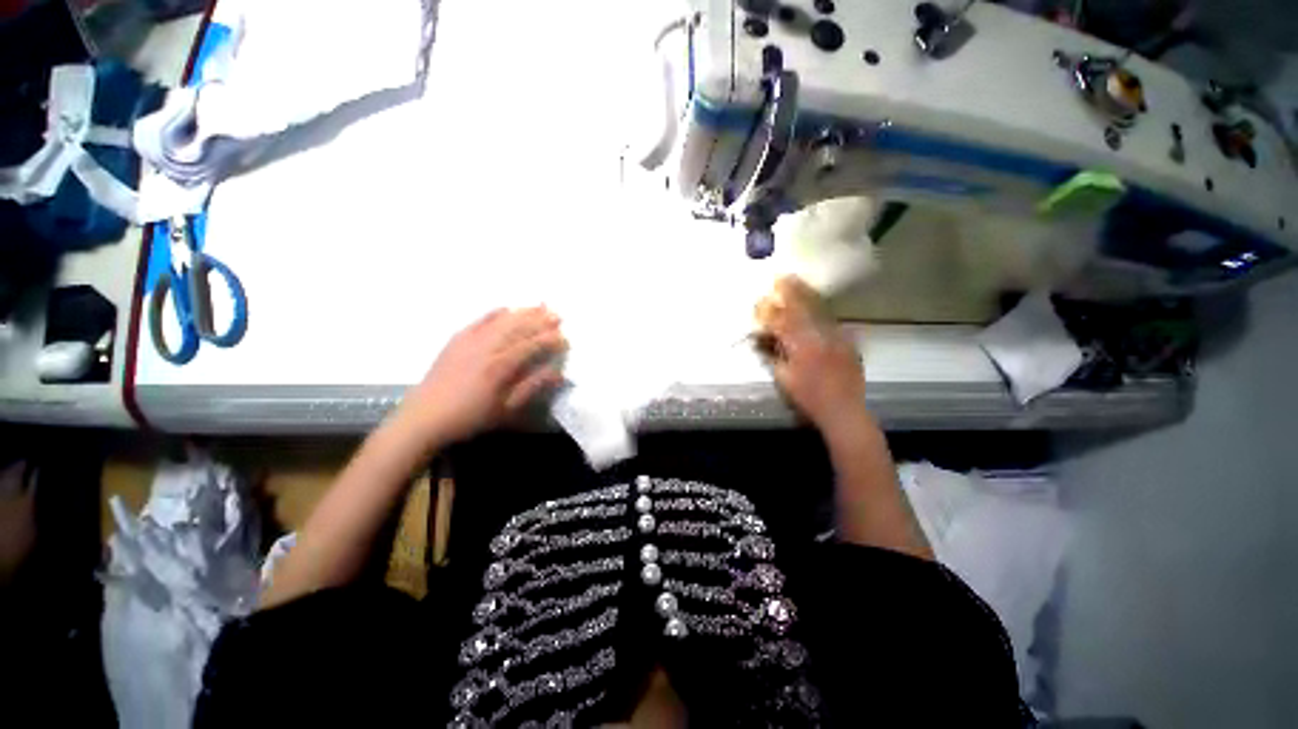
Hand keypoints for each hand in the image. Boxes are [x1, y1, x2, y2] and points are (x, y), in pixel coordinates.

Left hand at [398, 306, 566, 446]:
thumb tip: (558, 373)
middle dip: (540, 321)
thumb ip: (533, 387)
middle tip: (558, 315)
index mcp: (500, 366)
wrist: (425, 416)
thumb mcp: (506, 408)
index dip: (550, 341)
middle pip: (518, 328)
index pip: (531, 346)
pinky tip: (506, 308)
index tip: (565, 339)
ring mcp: (470, 341)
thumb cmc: (471, 417)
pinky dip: (494, 313)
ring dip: (522, 313)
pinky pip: (479, 321)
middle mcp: (487, 348)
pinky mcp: (457, 340)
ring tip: (540, 306)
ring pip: (501, 321)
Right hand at [755, 277, 867, 434]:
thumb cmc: (808, 398)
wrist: (844, 411)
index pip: (784, 321)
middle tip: (784, 276)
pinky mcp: (849, 342)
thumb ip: (772, 355)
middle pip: (804, 309)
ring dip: (808, 296)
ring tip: (799, 283)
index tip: (765, 295)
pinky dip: (823, 311)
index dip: (773, 307)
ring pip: (821, 311)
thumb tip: (761, 337)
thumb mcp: (784, 379)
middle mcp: (821, 337)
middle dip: (793, 291)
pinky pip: (834, 321)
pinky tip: (817, 304)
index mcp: (801, 347)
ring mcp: (837, 338)